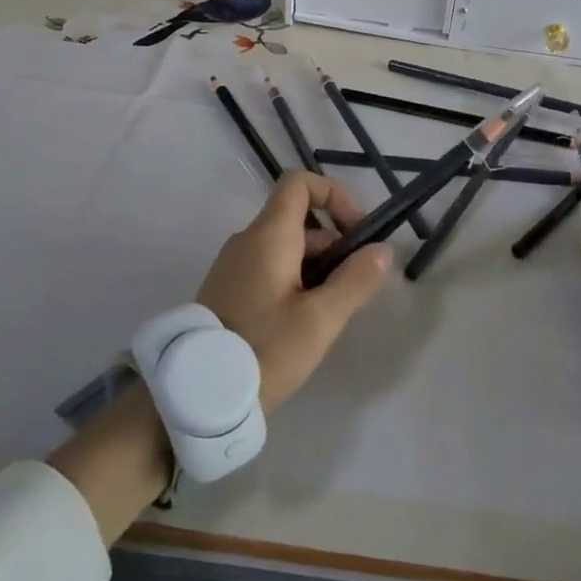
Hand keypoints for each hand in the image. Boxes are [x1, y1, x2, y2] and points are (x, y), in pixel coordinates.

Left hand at [195, 171, 392, 413]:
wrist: (196, 396)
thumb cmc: (264, 350)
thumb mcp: (320, 320)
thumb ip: (356, 280)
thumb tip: (383, 250)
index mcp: (268, 235)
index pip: (299, 184)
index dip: (334, 196)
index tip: (358, 233)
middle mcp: (247, 240)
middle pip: (299, 220)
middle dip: (335, 245)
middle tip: (354, 289)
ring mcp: (234, 265)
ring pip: (287, 248)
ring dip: (318, 268)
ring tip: (331, 313)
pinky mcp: (228, 290)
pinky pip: (270, 269)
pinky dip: (295, 281)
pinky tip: (303, 323)